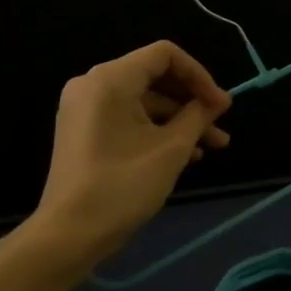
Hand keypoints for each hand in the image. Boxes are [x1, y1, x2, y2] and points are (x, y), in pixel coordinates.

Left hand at [27, 41, 232, 263]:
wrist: (68, 235)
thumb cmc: (123, 185)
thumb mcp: (171, 149)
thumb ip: (198, 116)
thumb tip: (217, 101)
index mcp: (110, 79)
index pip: (165, 55)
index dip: (199, 75)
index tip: (220, 105)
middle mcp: (93, 84)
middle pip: (155, 76)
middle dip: (192, 100)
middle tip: (221, 124)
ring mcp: (85, 108)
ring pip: (144, 100)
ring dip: (180, 119)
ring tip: (212, 146)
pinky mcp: (84, 130)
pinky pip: (128, 116)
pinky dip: (157, 128)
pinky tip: (186, 153)